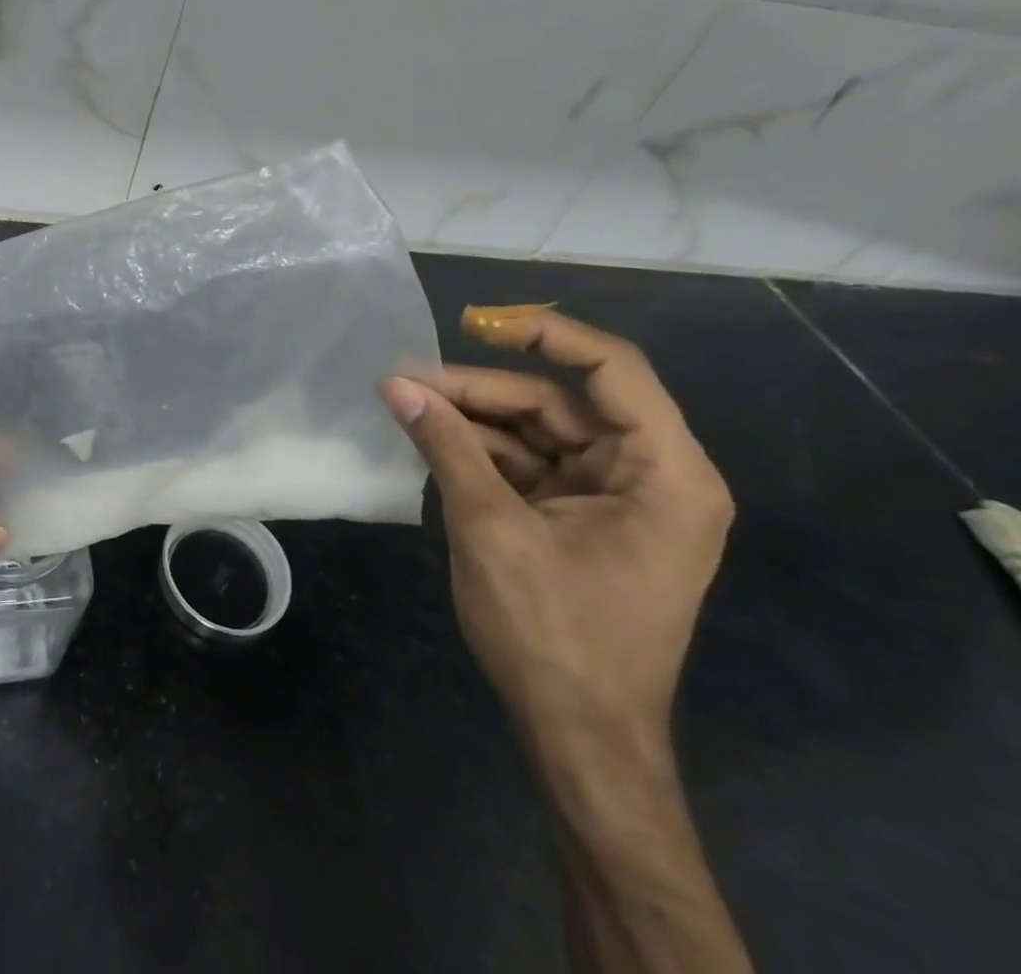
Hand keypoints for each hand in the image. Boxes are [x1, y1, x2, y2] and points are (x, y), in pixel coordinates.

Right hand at [380, 306, 733, 752]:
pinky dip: (480, 454)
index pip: (614, 370)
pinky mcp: (582, 521)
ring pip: (538, 433)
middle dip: (481, 390)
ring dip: (473, 421)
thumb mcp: (491, 528)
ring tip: (406, 408)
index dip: (547, 335)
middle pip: (560, 403)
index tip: (476, 322)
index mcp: (664, 474)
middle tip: (406, 383)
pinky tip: (430, 443)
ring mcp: (614, 500)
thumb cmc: (553, 632)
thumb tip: (394, 384)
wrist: (578, 736)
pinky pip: (529, 467)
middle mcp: (650, 477)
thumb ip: (446, 445)